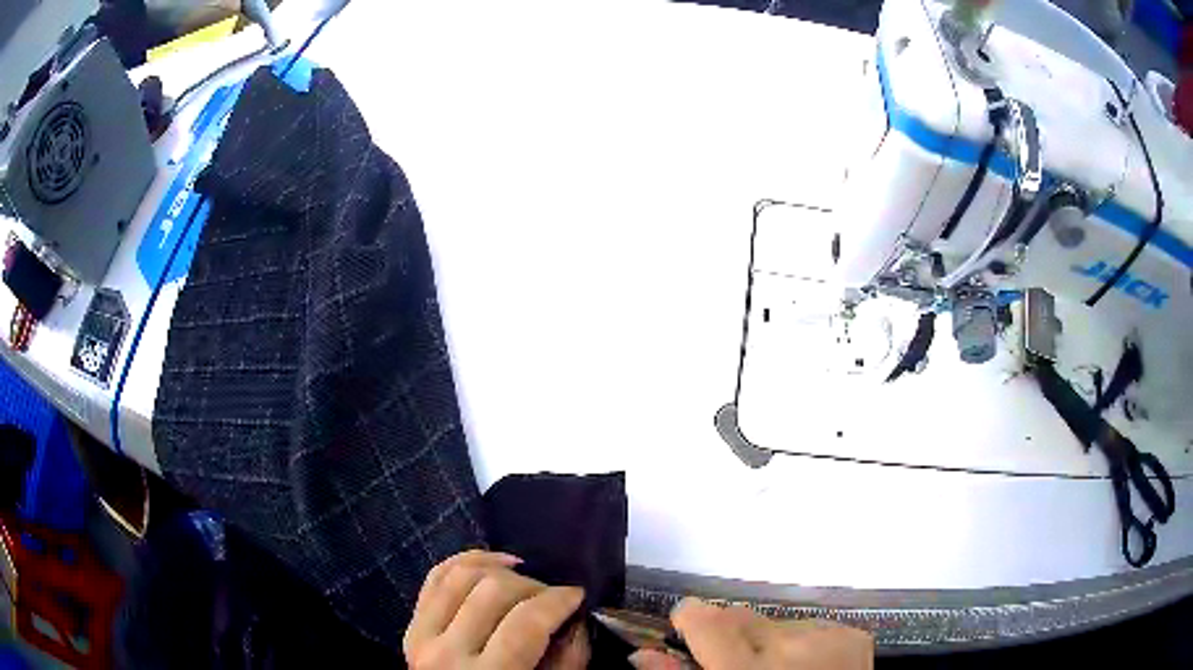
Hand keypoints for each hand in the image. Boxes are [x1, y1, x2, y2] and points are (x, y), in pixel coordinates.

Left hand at [404, 550, 588, 668]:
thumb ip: (568, 661)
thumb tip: (576, 618)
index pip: (525, 622)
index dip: (558, 600)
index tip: (578, 595)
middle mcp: (447, 653)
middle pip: (493, 591)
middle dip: (533, 585)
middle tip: (552, 596)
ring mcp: (421, 636)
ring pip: (461, 575)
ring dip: (500, 571)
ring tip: (525, 581)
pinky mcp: (412, 626)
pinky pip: (436, 577)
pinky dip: (467, 561)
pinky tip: (496, 563)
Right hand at [630, 598, 872, 669]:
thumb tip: (641, 654)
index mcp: (746, 668)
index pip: (703, 616)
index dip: (689, 623)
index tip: (686, 637)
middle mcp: (788, 644)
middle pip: (738, 616)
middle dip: (728, 636)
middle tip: (735, 666)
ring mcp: (827, 635)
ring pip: (774, 622)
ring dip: (767, 642)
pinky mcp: (852, 634)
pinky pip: (809, 627)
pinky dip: (800, 644)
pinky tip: (805, 668)